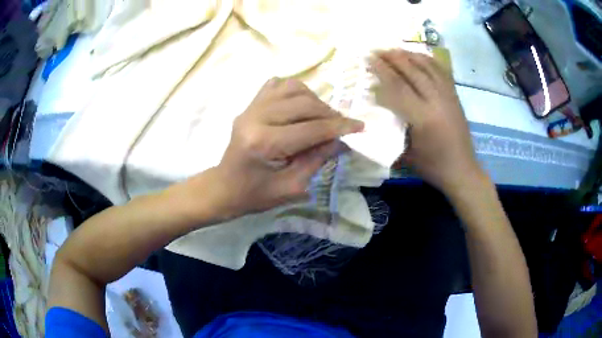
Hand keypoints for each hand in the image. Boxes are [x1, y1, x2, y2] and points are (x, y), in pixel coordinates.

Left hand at [206, 78, 363, 218]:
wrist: (224, 188)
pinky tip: (300, 106)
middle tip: (342, 126)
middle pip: (304, 103)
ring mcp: (250, 107)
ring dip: (314, 100)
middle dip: (330, 113)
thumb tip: (341, 141)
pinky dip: (295, 91)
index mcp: (264, 143)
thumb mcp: (291, 187)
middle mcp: (256, 117)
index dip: (339, 127)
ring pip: (292, 88)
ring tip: (322, 116)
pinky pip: (276, 86)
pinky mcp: (249, 105)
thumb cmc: (255, 195)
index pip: (311, 128)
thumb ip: (317, 160)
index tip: (360, 126)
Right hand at [368, 49, 483, 194]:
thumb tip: (374, 112)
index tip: (368, 58)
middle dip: (393, 57)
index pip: (398, 87)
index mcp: (423, 118)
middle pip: (412, 71)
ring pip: (428, 67)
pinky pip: (441, 72)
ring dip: (409, 55)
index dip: (381, 70)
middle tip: (377, 49)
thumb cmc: (433, 167)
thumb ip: (390, 130)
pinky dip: (428, 60)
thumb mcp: (406, 154)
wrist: (462, 170)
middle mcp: (437, 101)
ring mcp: (448, 96)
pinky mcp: (455, 96)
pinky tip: (419, 56)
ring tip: (395, 49)